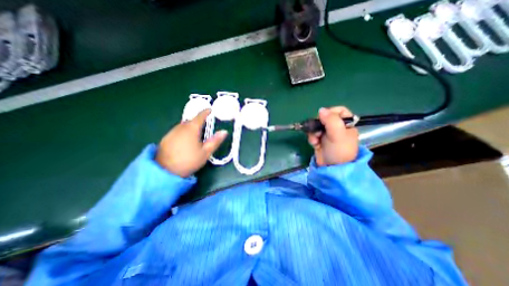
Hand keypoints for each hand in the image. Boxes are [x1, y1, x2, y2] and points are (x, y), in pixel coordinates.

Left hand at [155, 109, 225, 176]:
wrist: (164, 171)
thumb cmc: (188, 161)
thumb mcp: (205, 152)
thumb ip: (215, 141)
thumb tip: (224, 131)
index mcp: (192, 129)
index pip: (200, 116)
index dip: (206, 112)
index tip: (210, 110)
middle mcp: (181, 127)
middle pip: (191, 120)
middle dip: (198, 121)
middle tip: (205, 126)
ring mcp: (172, 132)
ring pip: (184, 125)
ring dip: (191, 126)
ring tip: (196, 134)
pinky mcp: (166, 138)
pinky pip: (178, 130)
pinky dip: (184, 132)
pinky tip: (185, 140)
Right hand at [306, 107, 356, 165]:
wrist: (332, 168)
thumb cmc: (338, 150)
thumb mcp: (338, 134)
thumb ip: (331, 120)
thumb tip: (321, 109)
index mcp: (346, 124)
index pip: (339, 110)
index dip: (331, 112)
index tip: (324, 118)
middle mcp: (337, 127)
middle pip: (324, 118)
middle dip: (318, 124)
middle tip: (318, 131)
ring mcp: (327, 134)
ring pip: (316, 126)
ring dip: (313, 132)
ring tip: (316, 140)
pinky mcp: (319, 140)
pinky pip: (313, 134)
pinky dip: (312, 138)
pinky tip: (314, 144)